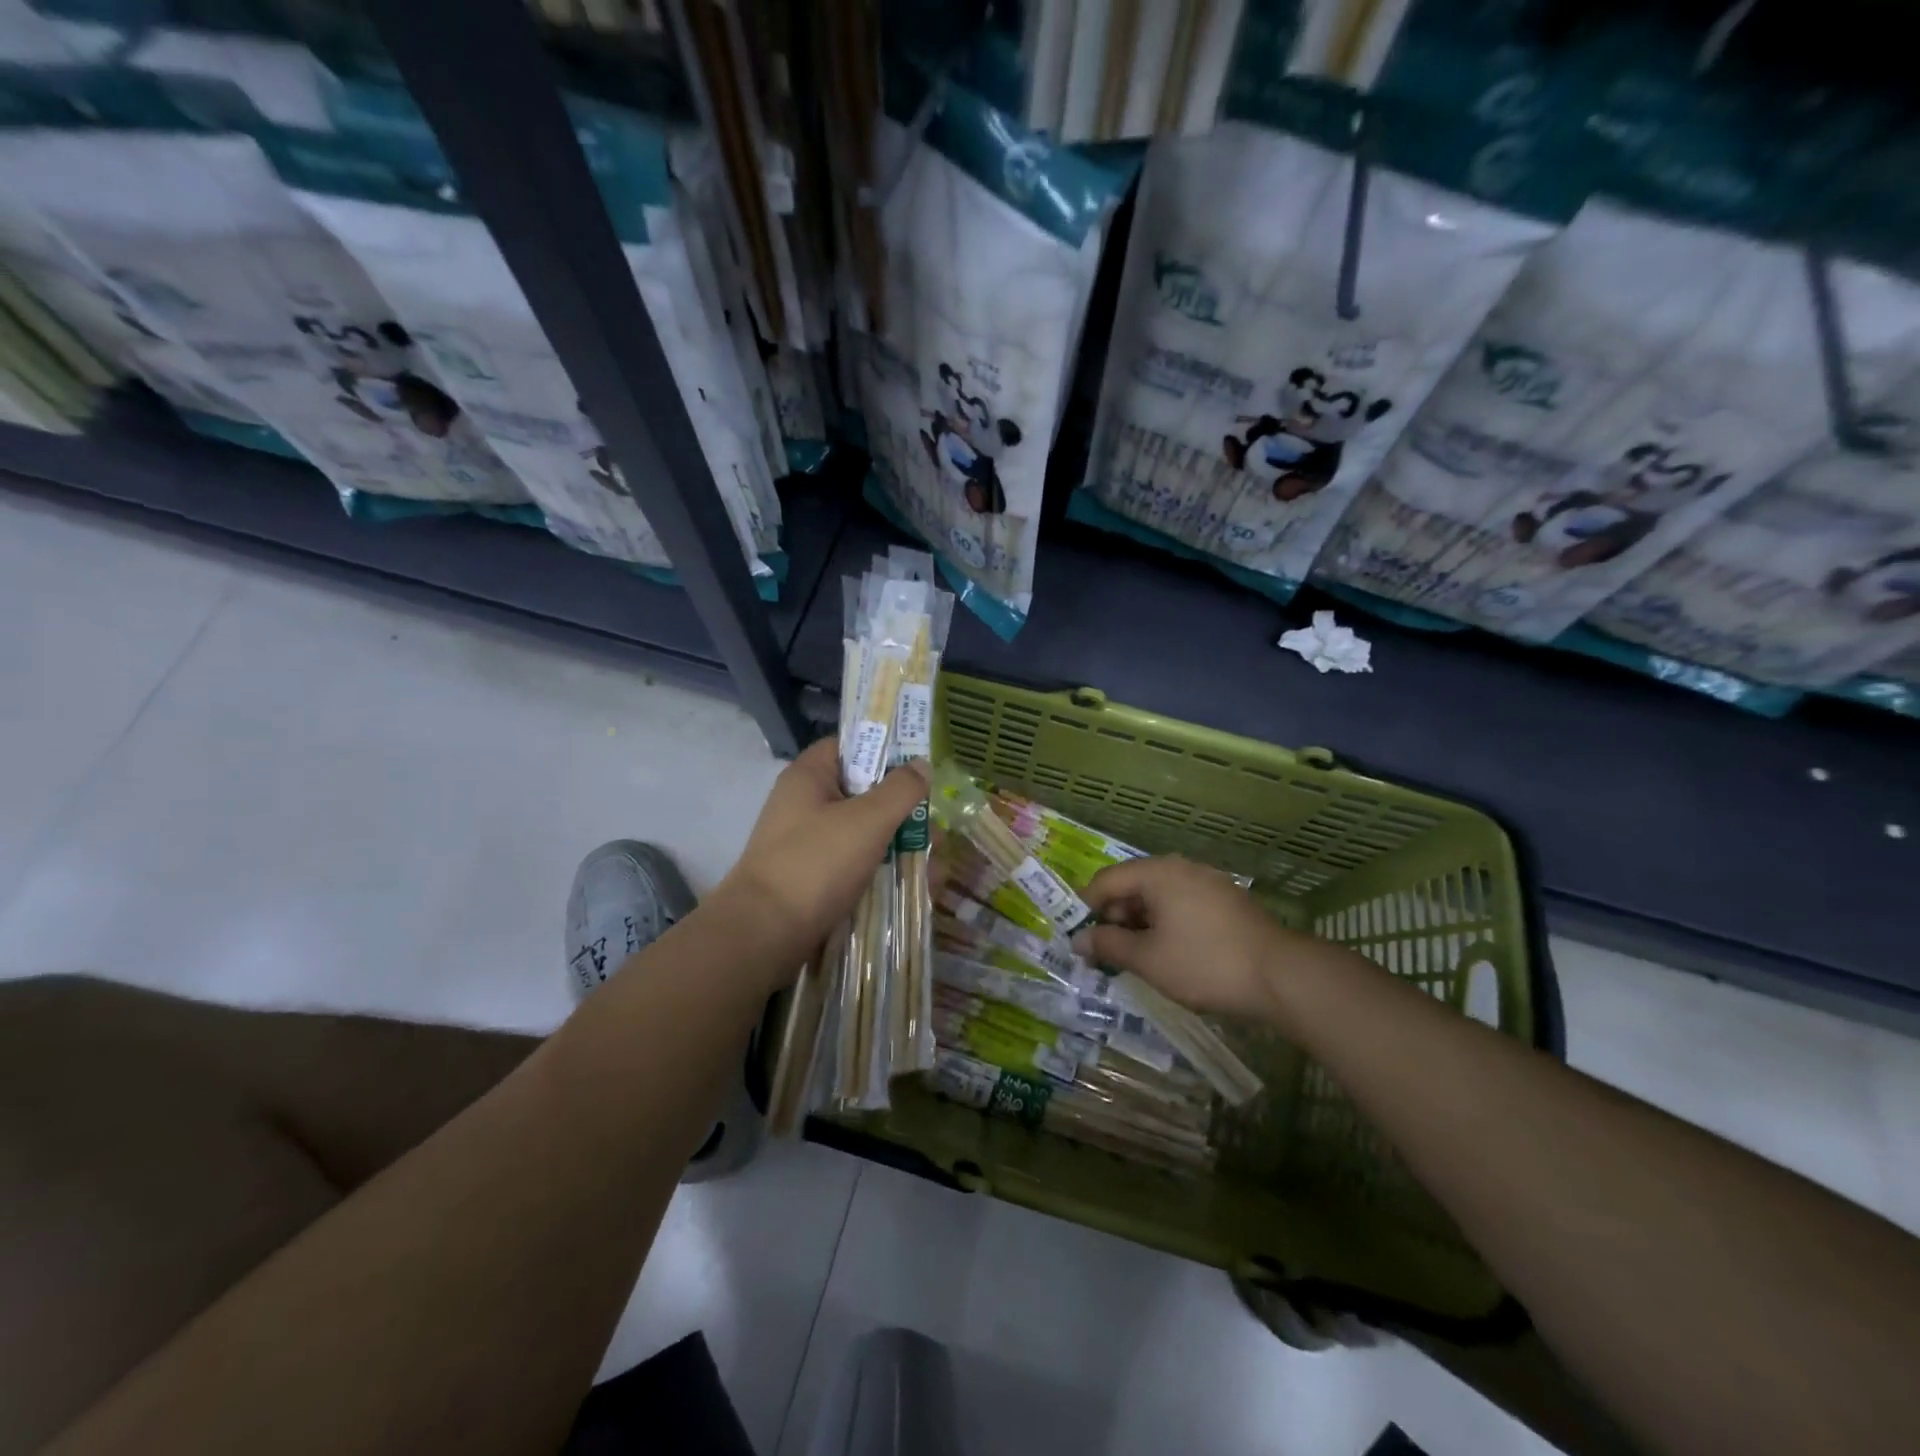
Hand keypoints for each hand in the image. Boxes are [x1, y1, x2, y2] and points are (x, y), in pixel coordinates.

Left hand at [717, 738, 927, 959]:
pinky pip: (853, 863)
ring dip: (897, 844)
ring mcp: (806, 842)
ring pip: (861, 831)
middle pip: (862, 791)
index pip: (849, 745)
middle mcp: (804, 803)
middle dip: (901, 809)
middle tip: (933, 828)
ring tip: (933, 866)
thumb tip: (921, 765)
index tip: (918, 766)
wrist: (763, 934)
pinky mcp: (810, 877)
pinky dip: (880, 870)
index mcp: (809, 776)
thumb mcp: (868, 820)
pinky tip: (911, 886)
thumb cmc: (816, 863)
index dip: (884, 749)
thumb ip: (900, 789)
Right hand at [1073, 856, 1340, 1024]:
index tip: (1081, 940)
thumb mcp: (1147, 959)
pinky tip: (1170, 954)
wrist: (1281, 976)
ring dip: (1140, 924)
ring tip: (1137, 959)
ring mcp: (1208, 881)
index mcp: (1157, 872)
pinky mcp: (1226, 901)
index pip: (1105, 881)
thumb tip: (1079, 940)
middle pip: (1132, 885)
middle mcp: (1181, 867)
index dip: (1086, 909)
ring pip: (1158, 897)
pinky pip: (1182, 904)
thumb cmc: (1204, 963)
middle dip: (1114, 918)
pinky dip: (1166, 924)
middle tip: (1108, 955)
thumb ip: (1109, 945)